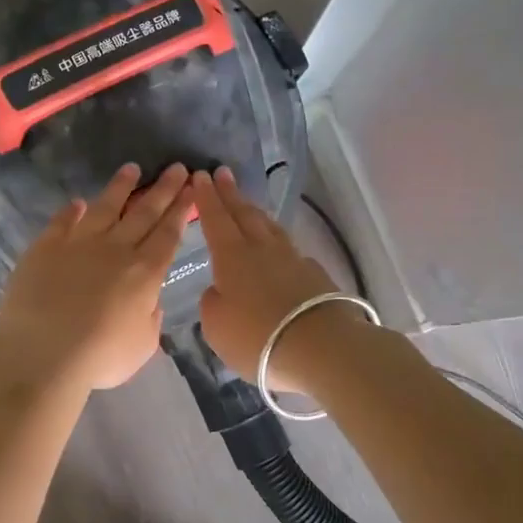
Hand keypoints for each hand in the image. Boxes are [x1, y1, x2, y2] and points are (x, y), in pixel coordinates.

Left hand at [0, 163, 191, 389]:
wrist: (43, 353)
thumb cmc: (99, 357)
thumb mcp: (142, 346)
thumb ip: (151, 319)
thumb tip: (150, 300)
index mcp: (145, 273)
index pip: (168, 234)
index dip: (182, 209)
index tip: (192, 186)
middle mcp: (116, 249)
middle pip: (144, 212)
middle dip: (163, 189)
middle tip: (176, 167)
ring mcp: (79, 243)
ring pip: (105, 207)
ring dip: (121, 187)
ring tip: (132, 168)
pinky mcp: (46, 246)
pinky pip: (63, 221)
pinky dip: (72, 210)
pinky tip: (79, 202)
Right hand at [191, 168, 340, 390]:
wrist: (321, 349)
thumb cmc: (257, 337)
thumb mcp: (216, 325)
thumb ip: (212, 302)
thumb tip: (220, 290)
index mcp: (232, 256)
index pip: (216, 219)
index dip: (207, 198)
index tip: (201, 175)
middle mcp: (262, 249)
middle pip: (244, 214)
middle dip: (231, 194)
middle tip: (222, 174)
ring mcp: (293, 259)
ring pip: (270, 228)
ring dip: (255, 213)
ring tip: (248, 205)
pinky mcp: (315, 275)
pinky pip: (290, 250)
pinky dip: (278, 242)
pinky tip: (279, 248)